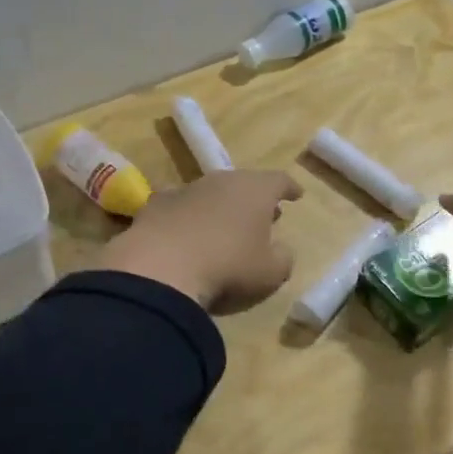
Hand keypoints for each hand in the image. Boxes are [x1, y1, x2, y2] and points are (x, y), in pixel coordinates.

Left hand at [94, 170, 300, 312]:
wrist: (160, 268)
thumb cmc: (227, 267)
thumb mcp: (269, 272)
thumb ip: (283, 259)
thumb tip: (281, 251)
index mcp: (255, 190)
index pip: (279, 180)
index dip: (290, 188)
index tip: (297, 195)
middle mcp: (221, 181)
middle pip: (244, 183)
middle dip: (255, 198)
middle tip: (264, 214)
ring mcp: (186, 189)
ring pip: (211, 192)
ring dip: (221, 206)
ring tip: (225, 225)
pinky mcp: (156, 205)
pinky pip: (181, 206)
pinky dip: (189, 216)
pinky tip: (186, 231)